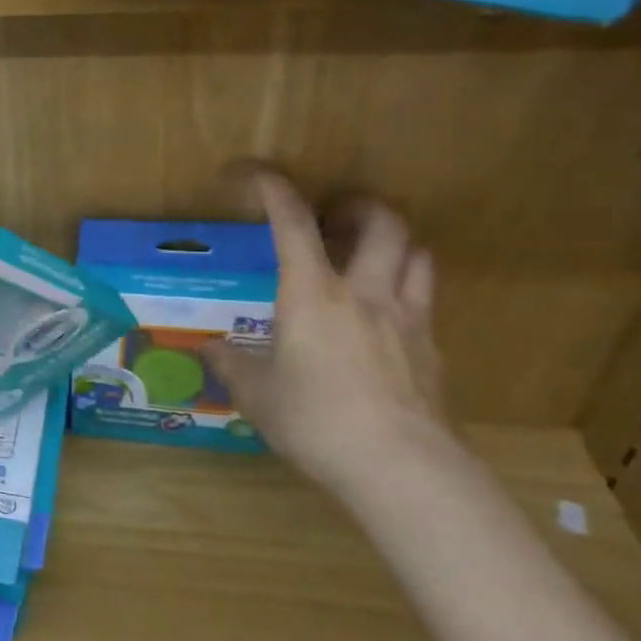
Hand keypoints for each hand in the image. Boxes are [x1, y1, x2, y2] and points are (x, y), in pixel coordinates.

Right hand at [202, 171, 447, 498]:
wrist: (401, 467)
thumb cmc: (316, 421)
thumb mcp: (256, 394)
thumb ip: (231, 364)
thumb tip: (208, 349)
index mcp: (312, 294)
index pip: (292, 223)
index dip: (273, 189)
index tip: (253, 173)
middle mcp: (364, 293)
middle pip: (382, 223)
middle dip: (357, 206)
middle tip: (333, 216)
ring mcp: (407, 319)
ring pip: (416, 254)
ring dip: (392, 241)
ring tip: (366, 255)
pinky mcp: (432, 350)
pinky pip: (424, 299)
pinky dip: (405, 288)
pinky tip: (384, 317)